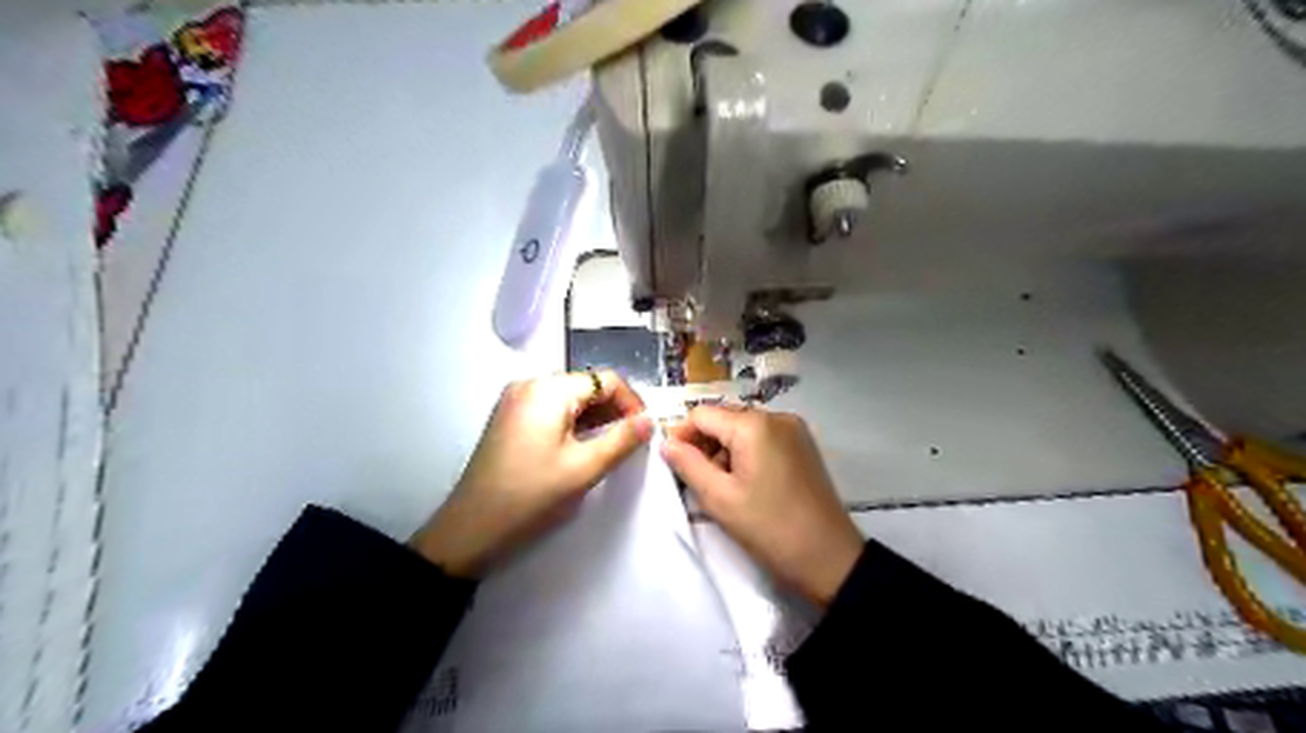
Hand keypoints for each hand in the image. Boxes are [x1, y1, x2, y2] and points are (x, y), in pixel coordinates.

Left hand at [412, 372, 652, 577]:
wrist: (470, 529)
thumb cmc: (531, 496)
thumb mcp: (584, 468)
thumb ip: (622, 439)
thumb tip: (651, 419)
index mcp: (548, 389)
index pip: (605, 380)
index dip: (632, 402)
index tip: (645, 431)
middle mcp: (530, 385)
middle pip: (586, 386)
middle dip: (614, 410)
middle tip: (631, 442)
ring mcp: (516, 401)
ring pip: (570, 399)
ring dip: (595, 418)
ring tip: (609, 448)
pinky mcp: (509, 419)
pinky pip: (551, 410)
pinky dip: (573, 424)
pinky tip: (581, 448)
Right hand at [665, 406, 865, 606]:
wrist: (829, 557)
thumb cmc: (769, 527)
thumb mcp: (719, 498)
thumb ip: (687, 464)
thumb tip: (666, 442)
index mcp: (754, 424)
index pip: (702, 414)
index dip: (682, 435)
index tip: (675, 465)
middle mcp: (776, 416)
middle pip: (725, 418)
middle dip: (705, 444)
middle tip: (699, 480)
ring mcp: (794, 429)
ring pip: (744, 428)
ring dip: (726, 450)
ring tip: (725, 486)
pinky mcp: (804, 444)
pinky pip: (764, 437)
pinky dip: (748, 453)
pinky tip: (748, 482)